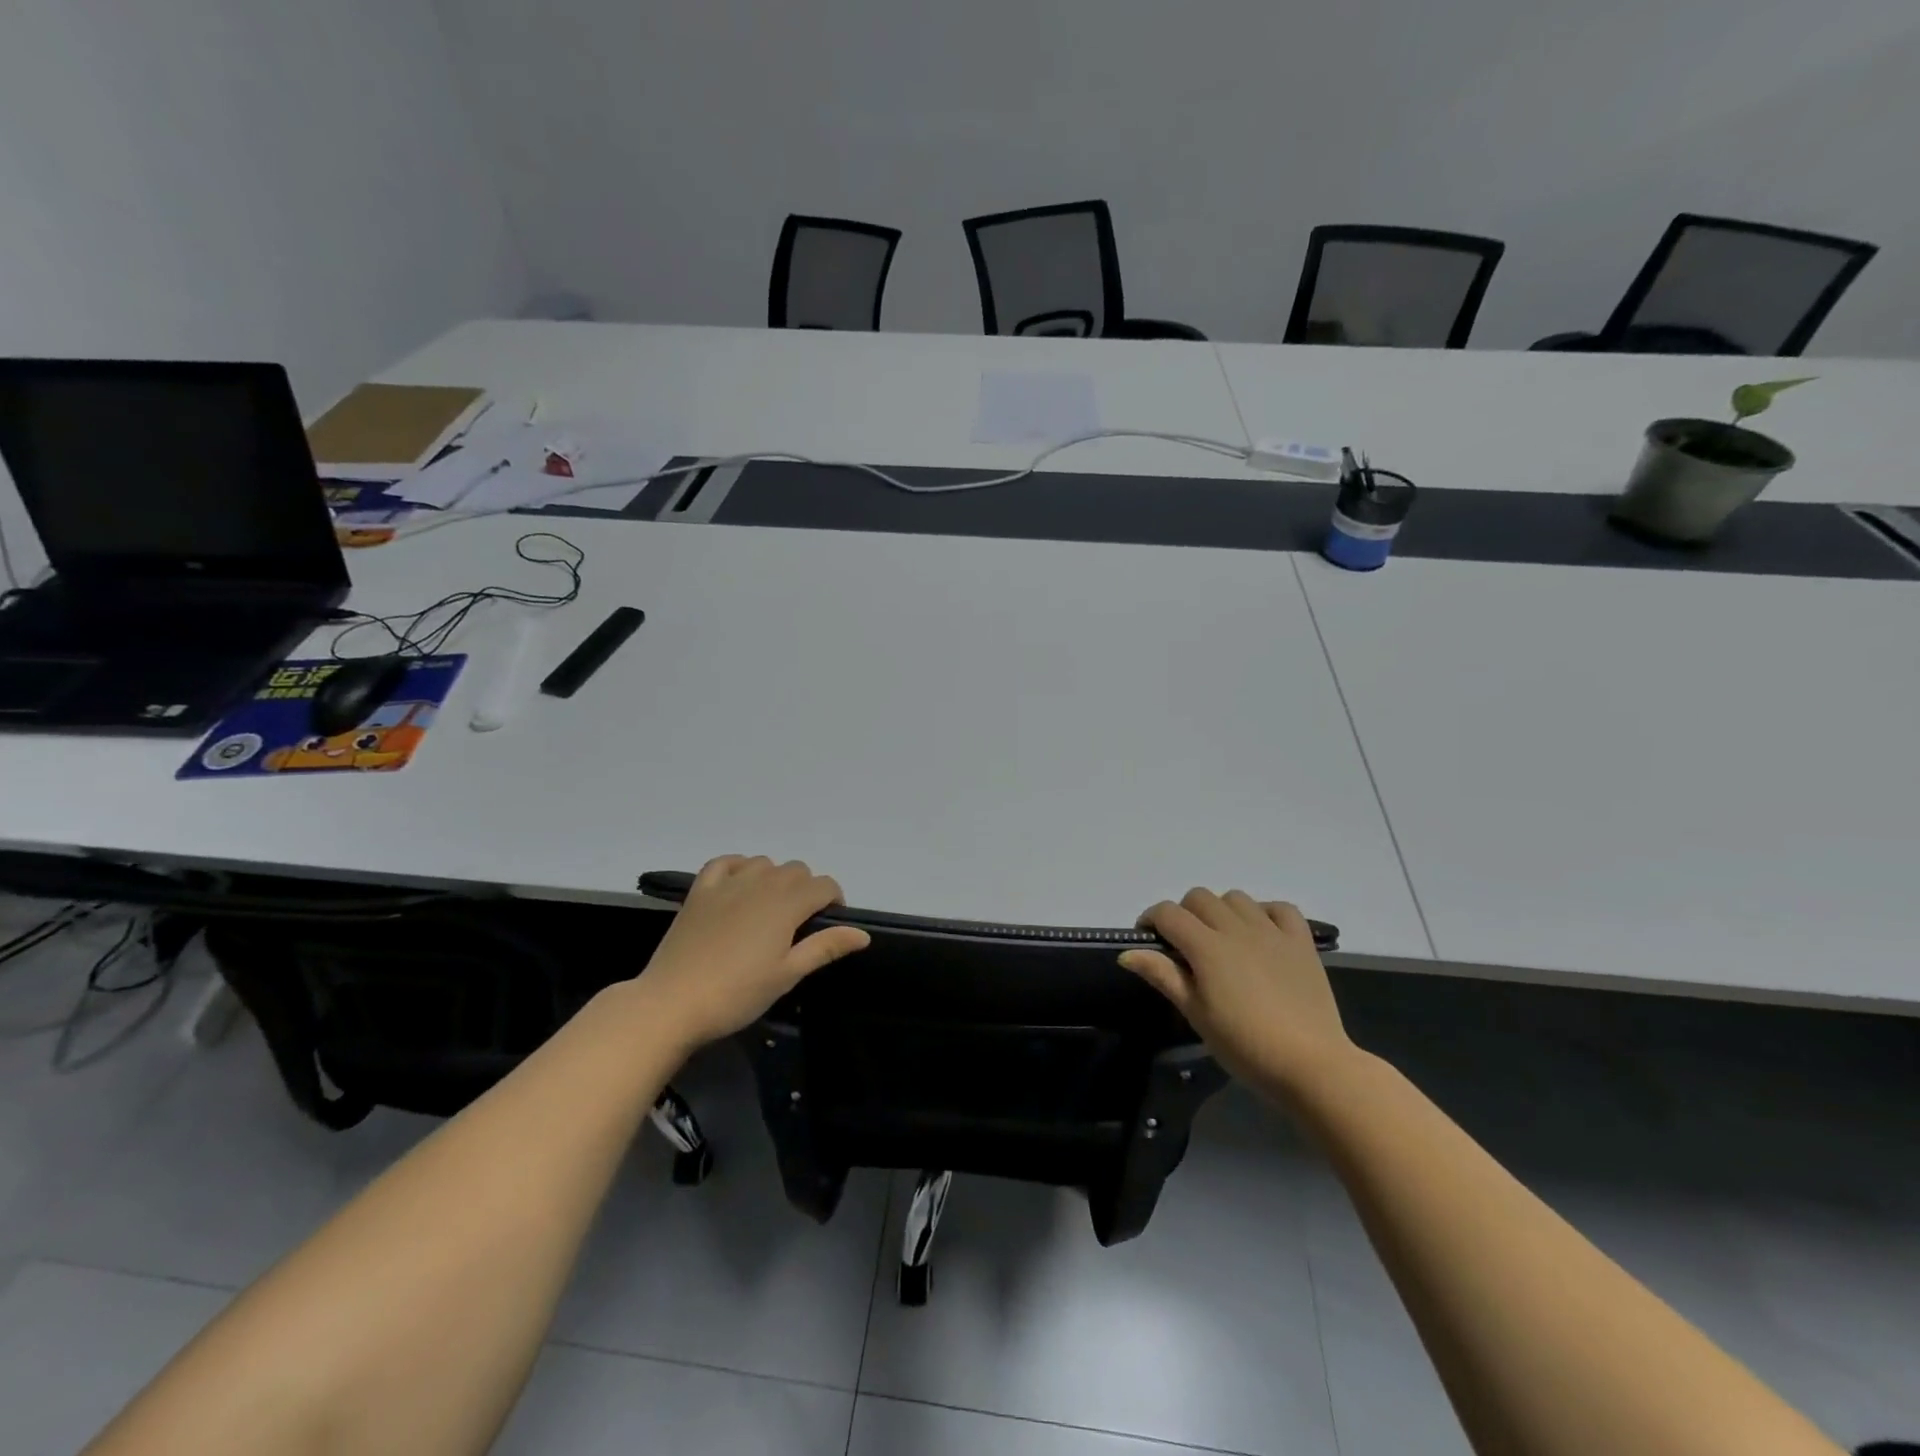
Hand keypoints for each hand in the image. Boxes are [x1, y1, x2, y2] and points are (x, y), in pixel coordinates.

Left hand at [638, 856, 870, 1049]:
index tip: (827, 929)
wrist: (672, 1003)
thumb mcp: (788, 974)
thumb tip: (862, 933)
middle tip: (798, 927)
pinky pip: (726, 862)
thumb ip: (825, 947)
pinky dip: (739, 867)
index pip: (824, 886)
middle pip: (797, 870)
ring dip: (775, 879)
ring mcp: (728, 883)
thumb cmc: (737, 993)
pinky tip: (739, 887)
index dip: (834, 902)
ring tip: (769, 911)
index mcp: (787, 903)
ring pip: (765, 863)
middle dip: (807, 891)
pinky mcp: (700, 890)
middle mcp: (761, 883)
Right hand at [1120, 888, 1357, 1097]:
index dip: (1151, 920)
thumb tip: (1127, 953)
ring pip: (1236, 898)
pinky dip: (1265, 913)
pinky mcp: (1301, 942)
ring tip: (1223, 939)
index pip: (1168, 913)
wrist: (1311, 1065)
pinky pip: (1281, 908)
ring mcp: (1272, 932)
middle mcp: (1236, 928)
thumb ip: (1163, 976)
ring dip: (1222, 910)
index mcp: (1206, 947)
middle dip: (1184, 913)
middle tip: (1185, 945)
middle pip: (1199, 897)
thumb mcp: (1196, 1014)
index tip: (1149, 940)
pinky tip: (1261, 934)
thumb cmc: (1244, 1045)